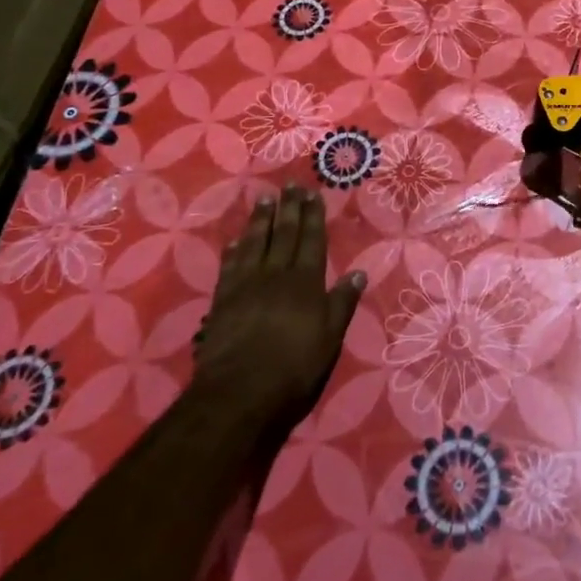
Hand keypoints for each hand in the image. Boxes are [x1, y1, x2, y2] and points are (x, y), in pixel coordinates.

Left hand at [195, 186, 364, 424]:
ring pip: (254, 244)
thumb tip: (359, 273)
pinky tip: (235, 240)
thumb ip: (342, 303)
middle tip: (289, 186)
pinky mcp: (222, 302)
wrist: (240, 394)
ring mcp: (246, 286)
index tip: (312, 194)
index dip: (312, 217)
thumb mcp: (330, 338)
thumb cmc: (294, 368)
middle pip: (283, 235)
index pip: (311, 240)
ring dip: (260, 220)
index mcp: (306, 282)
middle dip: (288, 209)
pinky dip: (234, 251)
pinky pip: (229, 267)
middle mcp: (276, 275)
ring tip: (264, 199)